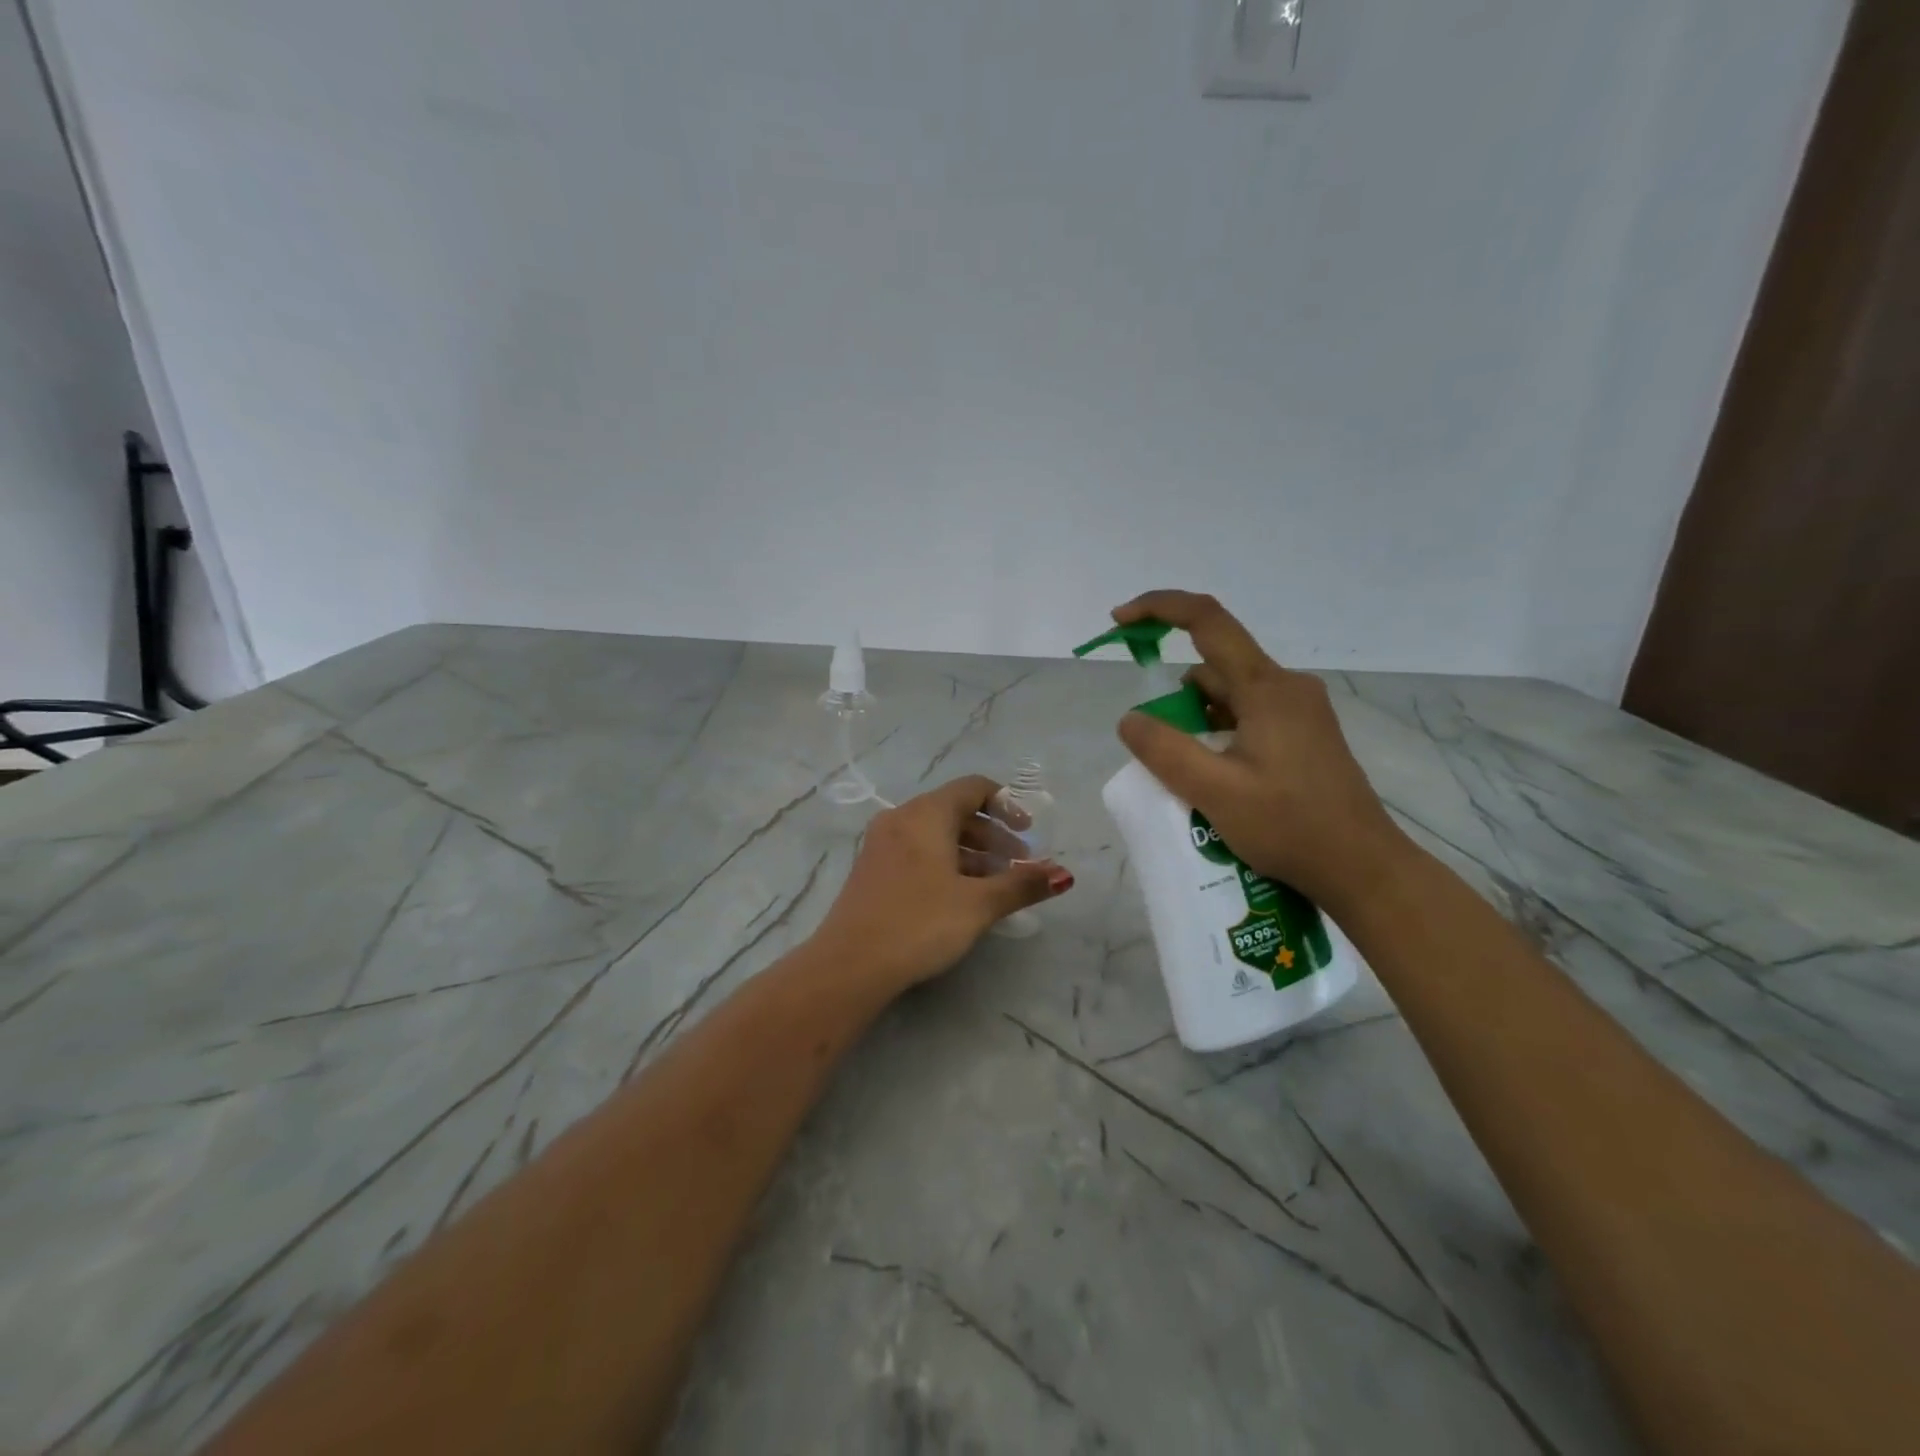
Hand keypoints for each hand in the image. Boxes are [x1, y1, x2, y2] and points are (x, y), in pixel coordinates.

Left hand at [813, 776, 1073, 992]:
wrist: (850, 964)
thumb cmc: (920, 923)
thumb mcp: (978, 904)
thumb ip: (1022, 885)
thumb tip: (1064, 874)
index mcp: (926, 814)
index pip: (973, 788)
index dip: (1007, 805)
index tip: (1029, 833)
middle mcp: (902, 818)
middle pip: (956, 811)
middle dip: (993, 836)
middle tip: (1020, 865)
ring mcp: (882, 843)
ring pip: (937, 834)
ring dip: (972, 853)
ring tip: (997, 885)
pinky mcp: (873, 869)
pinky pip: (918, 851)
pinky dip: (946, 863)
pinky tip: (961, 895)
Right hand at [1111, 590, 1408, 915]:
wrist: (1363, 868)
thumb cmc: (1290, 827)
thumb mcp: (1215, 792)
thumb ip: (1165, 750)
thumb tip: (1130, 719)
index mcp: (1267, 688)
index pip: (1207, 620)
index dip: (1159, 608)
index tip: (1120, 621)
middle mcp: (1286, 687)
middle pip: (1215, 664)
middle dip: (1175, 694)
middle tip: (1156, 746)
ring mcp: (1300, 711)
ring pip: (1230, 694)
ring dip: (1196, 718)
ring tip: (1187, 774)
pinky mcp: (1304, 734)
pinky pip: (1248, 715)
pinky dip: (1218, 731)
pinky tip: (1214, 775)